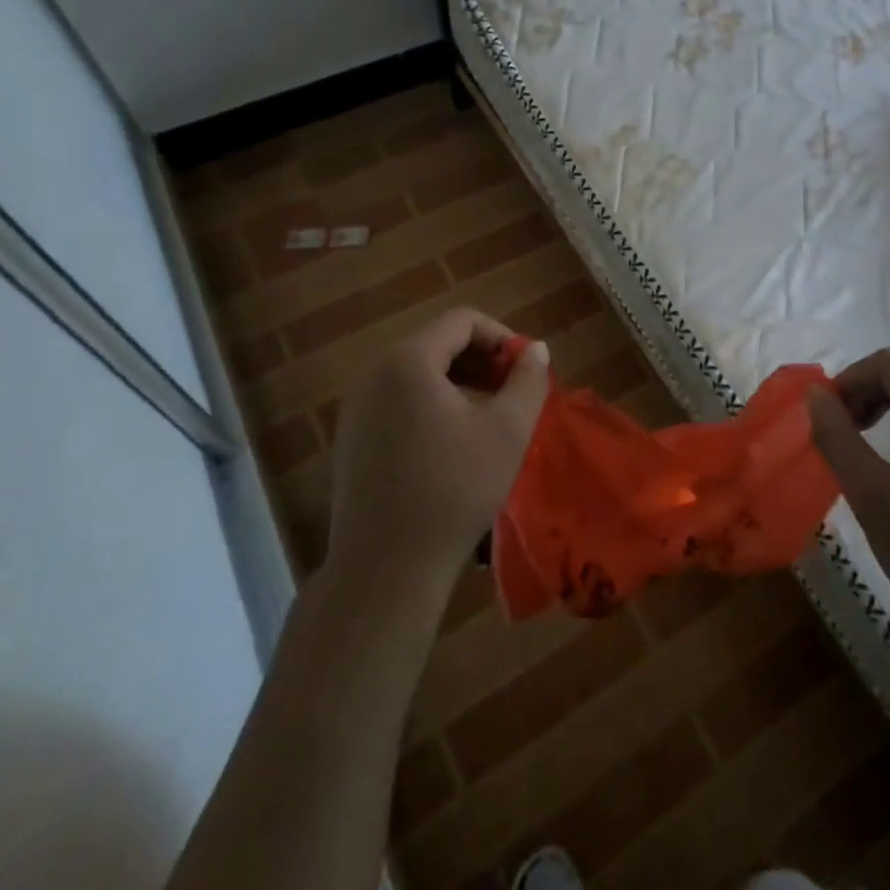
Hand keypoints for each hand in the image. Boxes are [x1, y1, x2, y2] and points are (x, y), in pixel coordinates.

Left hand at [325, 308, 549, 589]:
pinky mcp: (353, 439)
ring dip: (461, 383)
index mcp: (408, 361)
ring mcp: (357, 407)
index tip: (526, 370)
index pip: (463, 321)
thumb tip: (536, 350)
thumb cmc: (454, 489)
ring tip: (491, 417)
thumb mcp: (507, 430)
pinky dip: (434, 405)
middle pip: (438, 344)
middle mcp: (375, 373)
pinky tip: (455, 443)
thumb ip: (527, 380)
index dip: (503, 337)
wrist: (386, 569)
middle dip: (483, 361)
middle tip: (514, 393)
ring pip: (419, 374)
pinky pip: (400, 401)